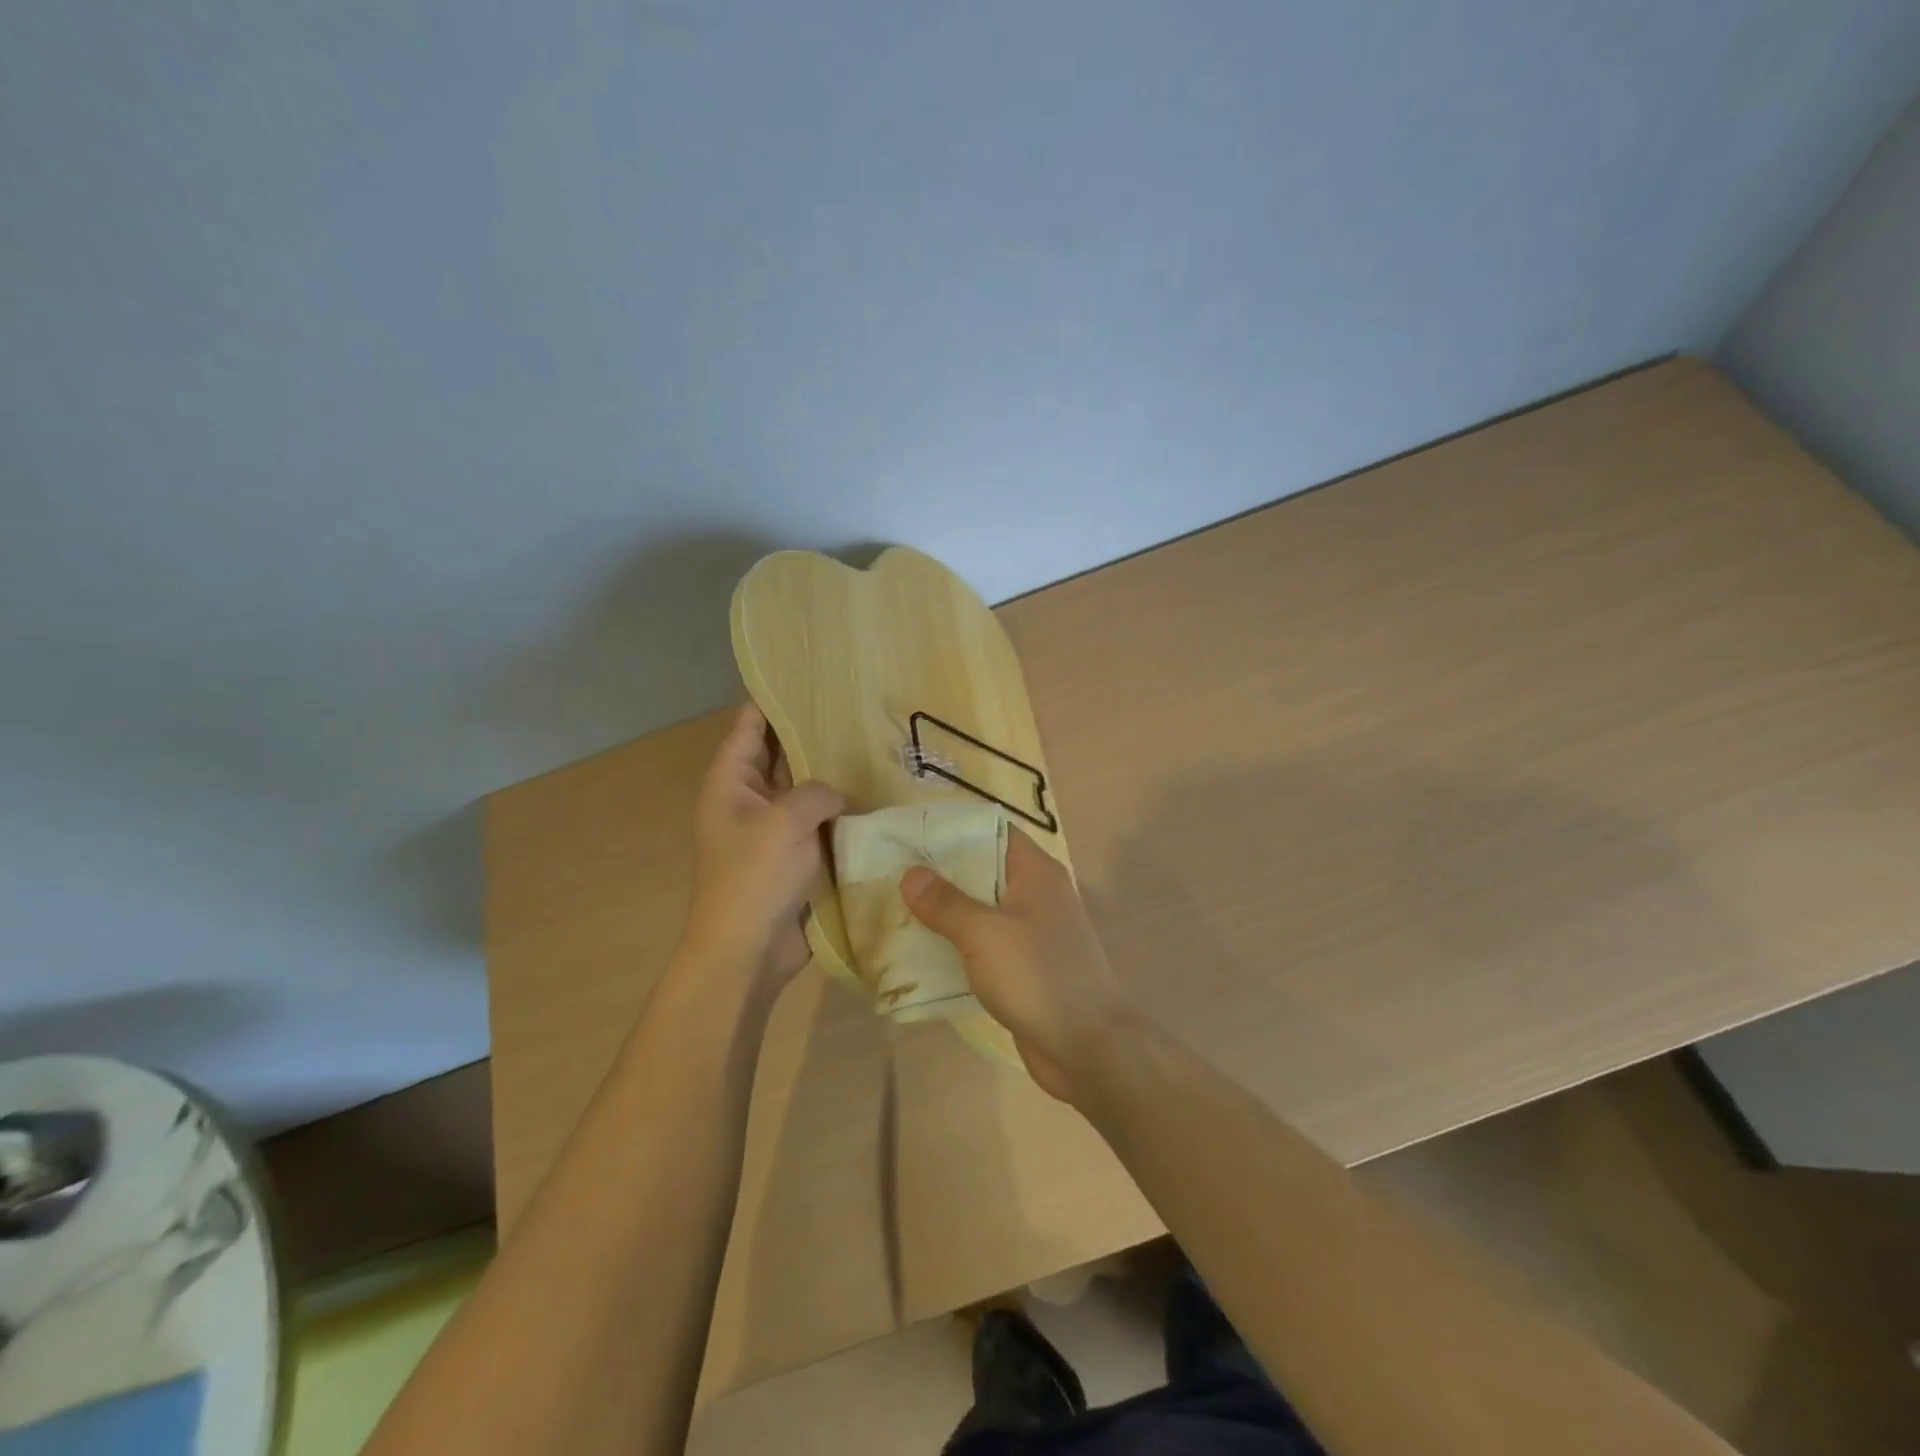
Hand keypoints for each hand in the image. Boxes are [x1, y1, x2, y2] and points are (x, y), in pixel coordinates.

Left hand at [682, 705, 844, 989]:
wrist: (748, 950)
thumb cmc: (755, 878)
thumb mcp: (785, 821)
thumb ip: (816, 792)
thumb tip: (836, 797)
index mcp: (730, 783)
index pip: (749, 725)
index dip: (773, 699)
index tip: (807, 675)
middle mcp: (748, 799)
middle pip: (779, 755)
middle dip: (811, 735)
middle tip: (855, 709)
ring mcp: (771, 829)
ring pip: (803, 790)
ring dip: (830, 776)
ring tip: (872, 747)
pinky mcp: (793, 856)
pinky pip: (817, 823)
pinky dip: (838, 812)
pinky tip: (872, 797)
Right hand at [901, 830, 1134, 1102]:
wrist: (1087, 1048)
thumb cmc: (1037, 976)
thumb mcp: (984, 933)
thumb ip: (946, 902)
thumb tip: (911, 874)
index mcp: (1036, 872)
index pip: (992, 831)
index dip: (954, 829)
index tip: (912, 833)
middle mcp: (1037, 894)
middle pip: (984, 870)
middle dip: (941, 874)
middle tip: (894, 873)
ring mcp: (1033, 933)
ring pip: (982, 910)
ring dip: (947, 912)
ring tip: (897, 908)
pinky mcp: (1026, 967)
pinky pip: (986, 944)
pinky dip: (959, 944)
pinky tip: (923, 950)